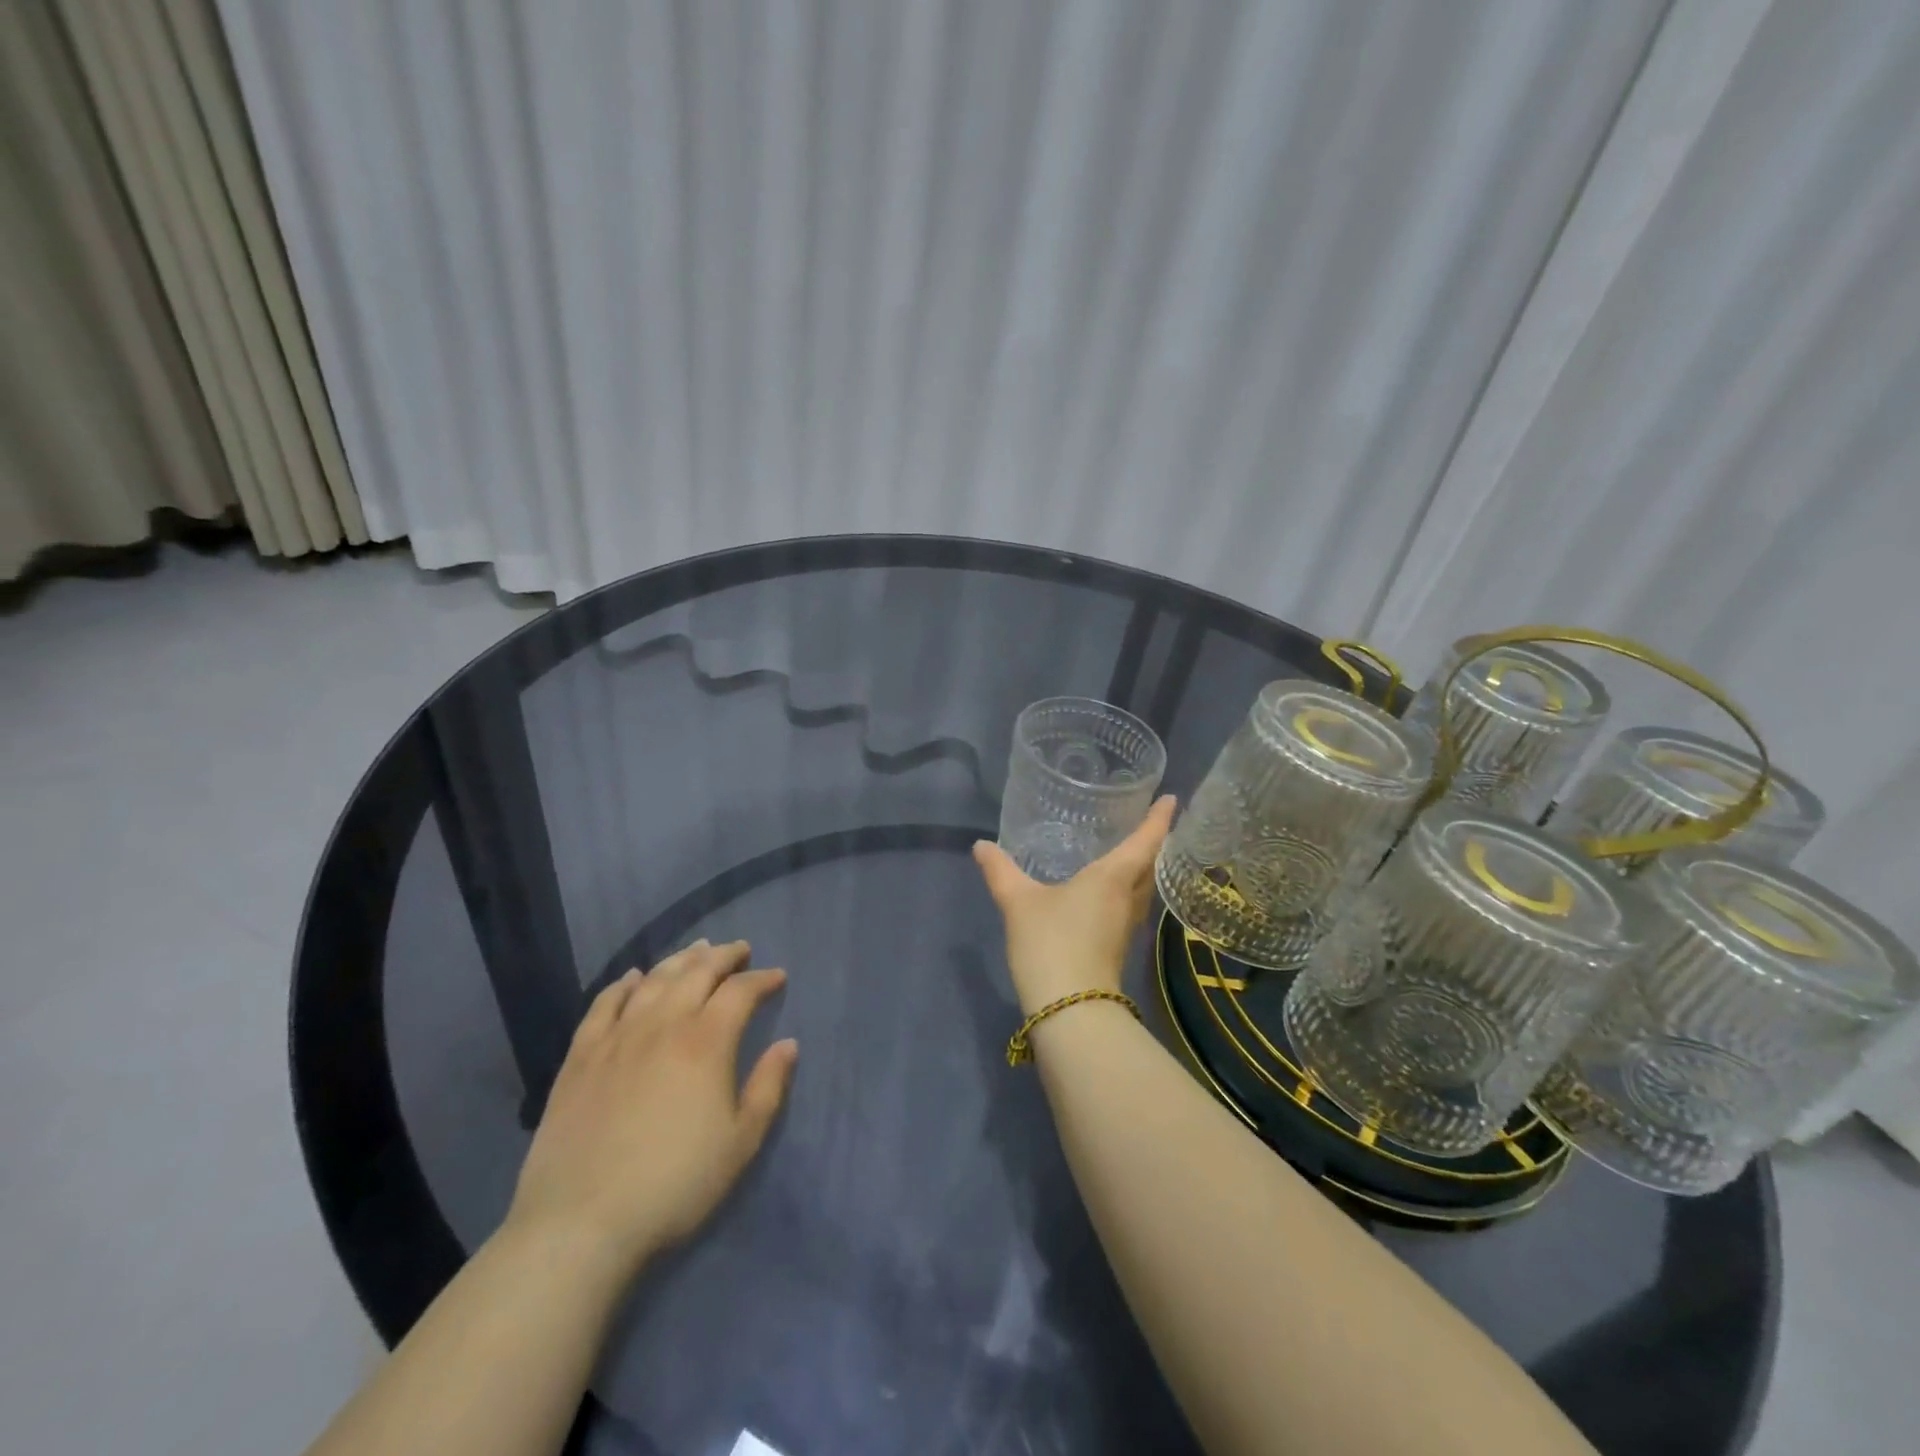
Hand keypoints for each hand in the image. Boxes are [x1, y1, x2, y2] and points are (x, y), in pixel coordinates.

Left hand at [503, 939, 797, 1281]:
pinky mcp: (581, 1056)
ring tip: (696, 951)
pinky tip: (632, 977)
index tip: (777, 977)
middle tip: (740, 950)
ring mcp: (617, 1037)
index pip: (740, 992)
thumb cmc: (674, 1185)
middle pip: (697, 973)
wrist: (580, 1224)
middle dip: (724, 957)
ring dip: (680, 960)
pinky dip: (623, 984)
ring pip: (654, 980)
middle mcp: (663, 1024)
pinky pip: (604, 1004)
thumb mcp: (740, 1143)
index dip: (762, 979)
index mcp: (706, 1042)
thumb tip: (788, 1044)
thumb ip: (768, 1087)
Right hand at [973, 796, 1177, 1013]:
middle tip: (1147, 820)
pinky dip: (1126, 889)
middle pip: (1150, 865)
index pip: (1145, 840)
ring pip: (1142, 888)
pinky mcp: (1117, 946)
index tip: (1171, 798)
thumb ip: (1000, 871)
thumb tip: (981, 845)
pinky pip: (1129, 905)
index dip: (1158, 818)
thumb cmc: (1051, 943)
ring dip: (1142, 867)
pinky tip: (1105, 890)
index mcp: (1112, 878)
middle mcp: (1127, 898)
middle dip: (1153, 842)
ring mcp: (1126, 926)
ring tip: (1128, 849)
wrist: (1070, 1010)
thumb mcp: (1019, 902)